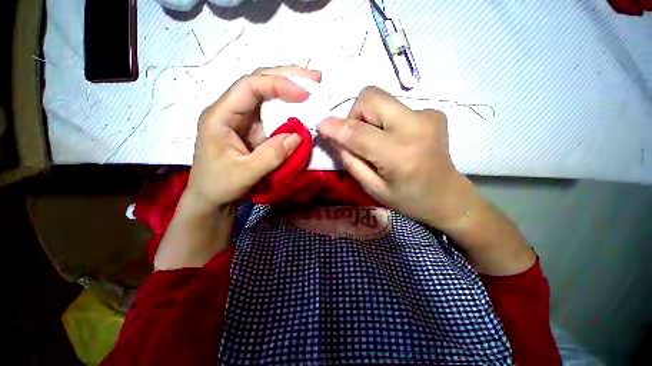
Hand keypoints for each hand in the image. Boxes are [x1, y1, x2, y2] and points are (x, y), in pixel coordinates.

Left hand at [154, 66, 321, 269]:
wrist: (211, 198)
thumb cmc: (220, 185)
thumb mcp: (246, 173)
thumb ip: (272, 155)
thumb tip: (298, 135)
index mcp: (220, 116)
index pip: (249, 87)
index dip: (278, 85)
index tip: (304, 94)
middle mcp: (230, 111)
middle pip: (258, 83)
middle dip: (287, 77)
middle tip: (314, 77)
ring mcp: (242, 119)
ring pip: (266, 95)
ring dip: (289, 90)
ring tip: (311, 87)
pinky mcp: (252, 129)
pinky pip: (271, 115)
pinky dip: (288, 110)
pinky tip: (300, 108)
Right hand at [318, 86, 535, 275]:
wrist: (449, 197)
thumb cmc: (408, 200)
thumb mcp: (372, 188)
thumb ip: (350, 161)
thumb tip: (333, 137)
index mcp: (398, 154)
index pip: (357, 132)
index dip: (335, 127)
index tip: (321, 126)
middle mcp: (415, 126)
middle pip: (369, 97)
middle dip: (354, 115)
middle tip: (357, 138)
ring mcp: (427, 115)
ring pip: (380, 98)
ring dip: (368, 117)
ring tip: (376, 140)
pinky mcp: (433, 112)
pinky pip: (395, 106)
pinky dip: (384, 120)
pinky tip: (394, 139)